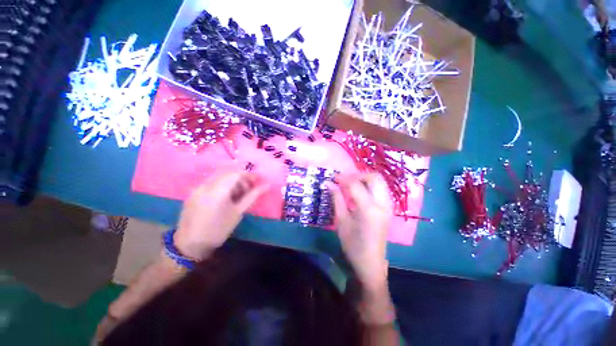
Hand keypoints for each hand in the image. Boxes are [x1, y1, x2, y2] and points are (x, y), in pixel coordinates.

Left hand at [175, 170, 268, 259]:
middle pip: (228, 172)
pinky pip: (211, 182)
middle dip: (241, 178)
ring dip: (232, 181)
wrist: (190, 244)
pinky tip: (225, 197)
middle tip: (249, 189)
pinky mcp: (193, 192)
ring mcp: (198, 187)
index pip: (237, 173)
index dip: (249, 175)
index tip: (258, 181)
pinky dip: (222, 185)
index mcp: (218, 190)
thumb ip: (252, 196)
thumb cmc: (219, 229)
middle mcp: (206, 185)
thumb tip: (267, 185)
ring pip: (219, 176)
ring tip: (238, 194)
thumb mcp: (238, 212)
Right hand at [328, 173, 392, 291]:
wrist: (371, 263)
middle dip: (358, 175)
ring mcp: (388, 206)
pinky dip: (370, 186)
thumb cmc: (353, 245)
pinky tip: (359, 192)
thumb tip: (328, 183)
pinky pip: (381, 189)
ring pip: (380, 182)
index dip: (343, 178)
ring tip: (351, 185)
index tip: (333, 177)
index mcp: (368, 209)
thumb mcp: (341, 221)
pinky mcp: (388, 209)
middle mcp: (382, 204)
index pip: (355, 184)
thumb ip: (336, 199)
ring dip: (365, 179)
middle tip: (344, 180)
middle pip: (374, 177)